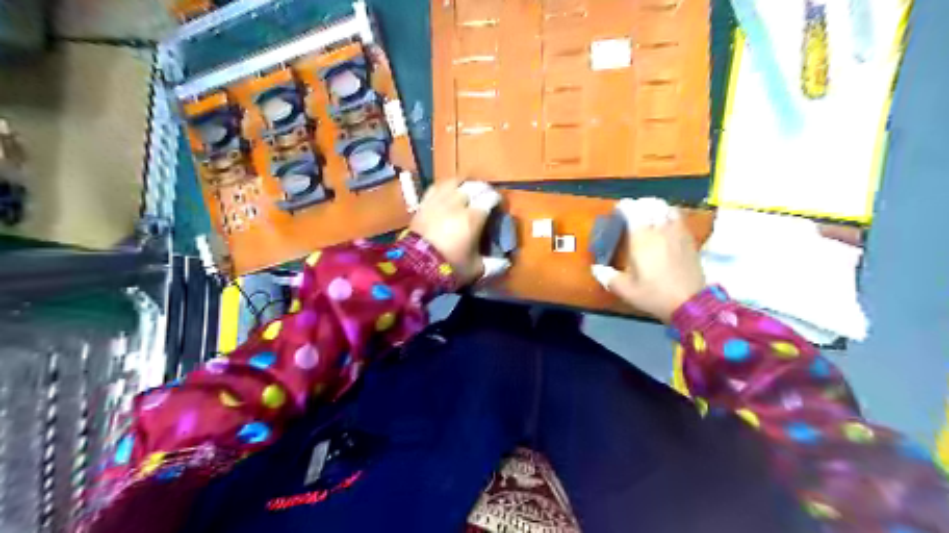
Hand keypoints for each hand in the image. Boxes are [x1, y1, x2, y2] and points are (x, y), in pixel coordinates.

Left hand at [411, 179, 506, 286]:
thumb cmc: (450, 267)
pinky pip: (436, 187)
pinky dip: (445, 187)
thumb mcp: (475, 269)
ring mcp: (438, 200)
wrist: (415, 266)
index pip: (490, 197)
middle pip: (474, 186)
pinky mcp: (424, 203)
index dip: (497, 199)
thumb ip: (493, 265)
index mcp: (473, 217)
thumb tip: (505, 263)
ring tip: (467, 190)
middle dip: (483, 190)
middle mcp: (457, 203)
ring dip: (464, 184)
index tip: (499, 206)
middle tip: (485, 198)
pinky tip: (447, 192)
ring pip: (454, 182)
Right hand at [591, 198, 703, 320]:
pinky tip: (664, 223)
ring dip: (654, 207)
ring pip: (665, 207)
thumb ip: (608, 277)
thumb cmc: (654, 295)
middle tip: (631, 213)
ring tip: (648, 214)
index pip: (632, 210)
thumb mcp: (626, 290)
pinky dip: (668, 213)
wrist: (690, 302)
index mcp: (641, 238)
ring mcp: (676, 231)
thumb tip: (596, 268)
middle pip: (649, 204)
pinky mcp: (688, 237)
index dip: (623, 207)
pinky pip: (677, 216)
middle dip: (638, 205)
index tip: (617, 211)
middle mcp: (659, 229)